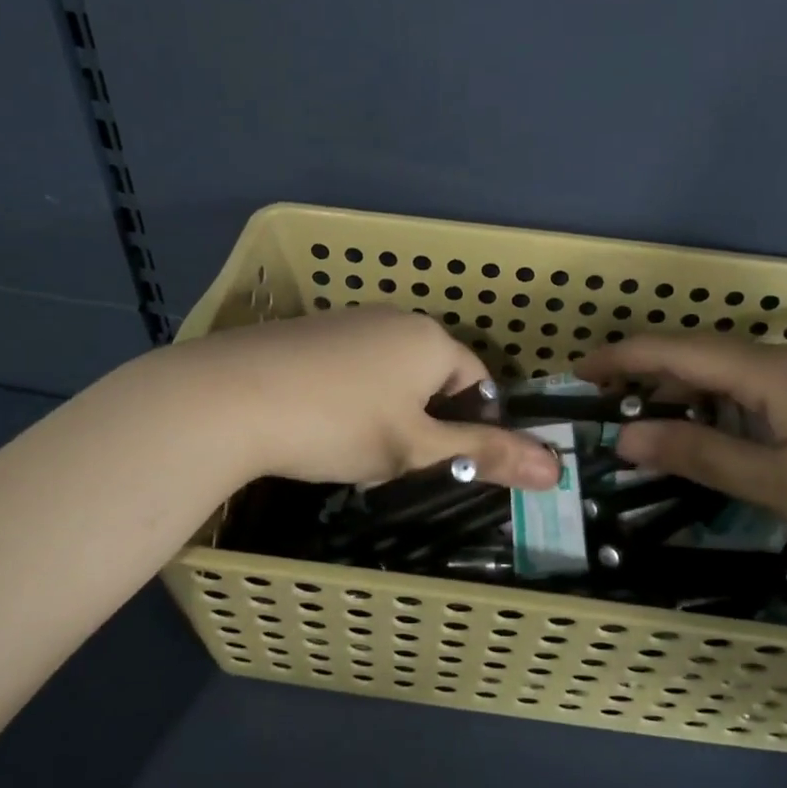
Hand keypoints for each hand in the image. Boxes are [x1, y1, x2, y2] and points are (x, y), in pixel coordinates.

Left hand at [167, 308, 561, 489]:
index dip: (469, 424)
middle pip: (431, 375)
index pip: (476, 380)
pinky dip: (348, 397)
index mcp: (430, 340)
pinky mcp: (307, 332)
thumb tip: (558, 469)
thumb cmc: (339, 423)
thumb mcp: (416, 449)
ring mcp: (346, 320)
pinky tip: (317, 424)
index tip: (440, 461)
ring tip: (353, 449)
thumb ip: (485, 456)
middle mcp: (393, 318)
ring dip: (386, 411)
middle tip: (395, 461)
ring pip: (388, 373)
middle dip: (424, 420)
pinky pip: (349, 366)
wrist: (229, 397)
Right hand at [576, 336, 786, 589]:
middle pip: (709, 354)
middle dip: (654, 373)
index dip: (624, 357)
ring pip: (744, 371)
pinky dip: (734, 403)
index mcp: (775, 371)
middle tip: (612, 404)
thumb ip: (701, 454)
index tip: (579, 372)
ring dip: (695, 389)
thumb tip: (628, 435)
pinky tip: (736, 432)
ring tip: (662, 419)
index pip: (679, 350)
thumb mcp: (782, 485)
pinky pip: (774, 387)